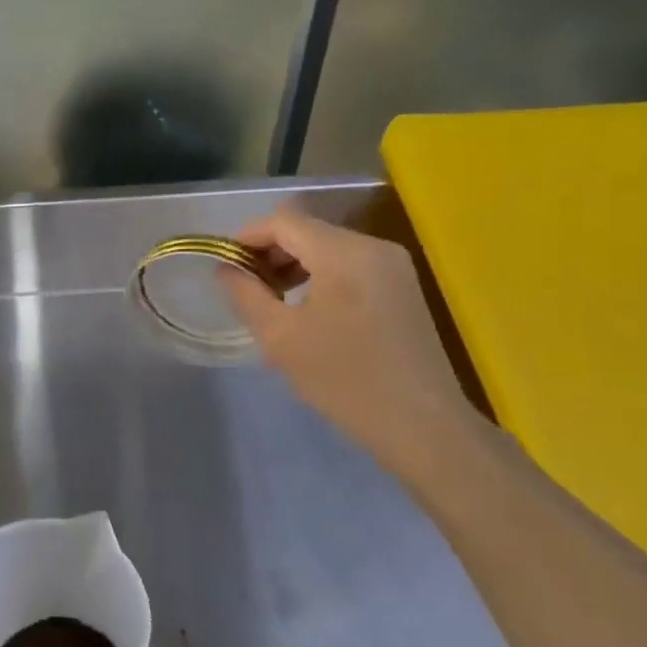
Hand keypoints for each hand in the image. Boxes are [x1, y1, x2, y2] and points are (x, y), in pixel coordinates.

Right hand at [219, 207, 484, 474]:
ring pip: (327, 246)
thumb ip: (246, 294)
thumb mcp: (280, 337)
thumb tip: (226, 269)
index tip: (225, 266)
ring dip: (293, 263)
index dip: (247, 236)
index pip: (284, 221)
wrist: (421, 425)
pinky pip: (348, 263)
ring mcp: (392, 265)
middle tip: (245, 287)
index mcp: (344, 254)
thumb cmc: (344, 380)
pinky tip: (306, 309)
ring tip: (271, 300)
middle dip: (269, 251)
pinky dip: (319, 275)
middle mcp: (372, 247)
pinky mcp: (401, 285)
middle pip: (307, 229)